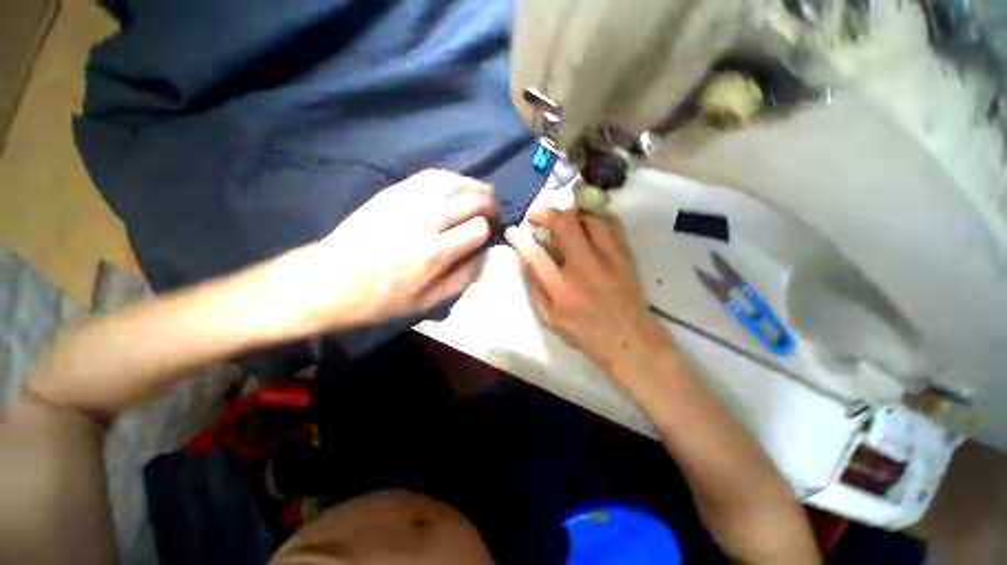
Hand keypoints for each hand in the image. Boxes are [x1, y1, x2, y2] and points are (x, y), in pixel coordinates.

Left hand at [287, 169, 494, 332]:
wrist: (330, 280)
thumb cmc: (380, 299)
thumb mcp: (427, 302)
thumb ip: (461, 280)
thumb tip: (483, 258)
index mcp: (435, 254)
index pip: (478, 229)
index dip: (487, 231)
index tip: (485, 237)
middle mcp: (425, 223)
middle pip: (471, 201)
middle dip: (487, 206)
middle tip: (490, 213)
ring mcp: (407, 203)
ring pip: (452, 182)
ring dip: (473, 186)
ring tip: (482, 193)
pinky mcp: (392, 192)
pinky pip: (429, 176)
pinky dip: (450, 178)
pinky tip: (455, 185)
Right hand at [504, 208, 669, 372]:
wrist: (628, 338)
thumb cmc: (584, 332)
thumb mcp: (550, 318)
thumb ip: (536, 288)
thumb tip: (528, 260)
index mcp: (561, 288)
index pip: (535, 255)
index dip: (520, 238)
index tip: (512, 230)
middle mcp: (584, 266)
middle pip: (564, 224)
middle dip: (546, 214)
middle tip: (538, 217)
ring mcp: (608, 257)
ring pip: (588, 218)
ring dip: (571, 214)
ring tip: (563, 220)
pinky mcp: (625, 254)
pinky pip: (611, 223)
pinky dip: (595, 218)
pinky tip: (587, 224)